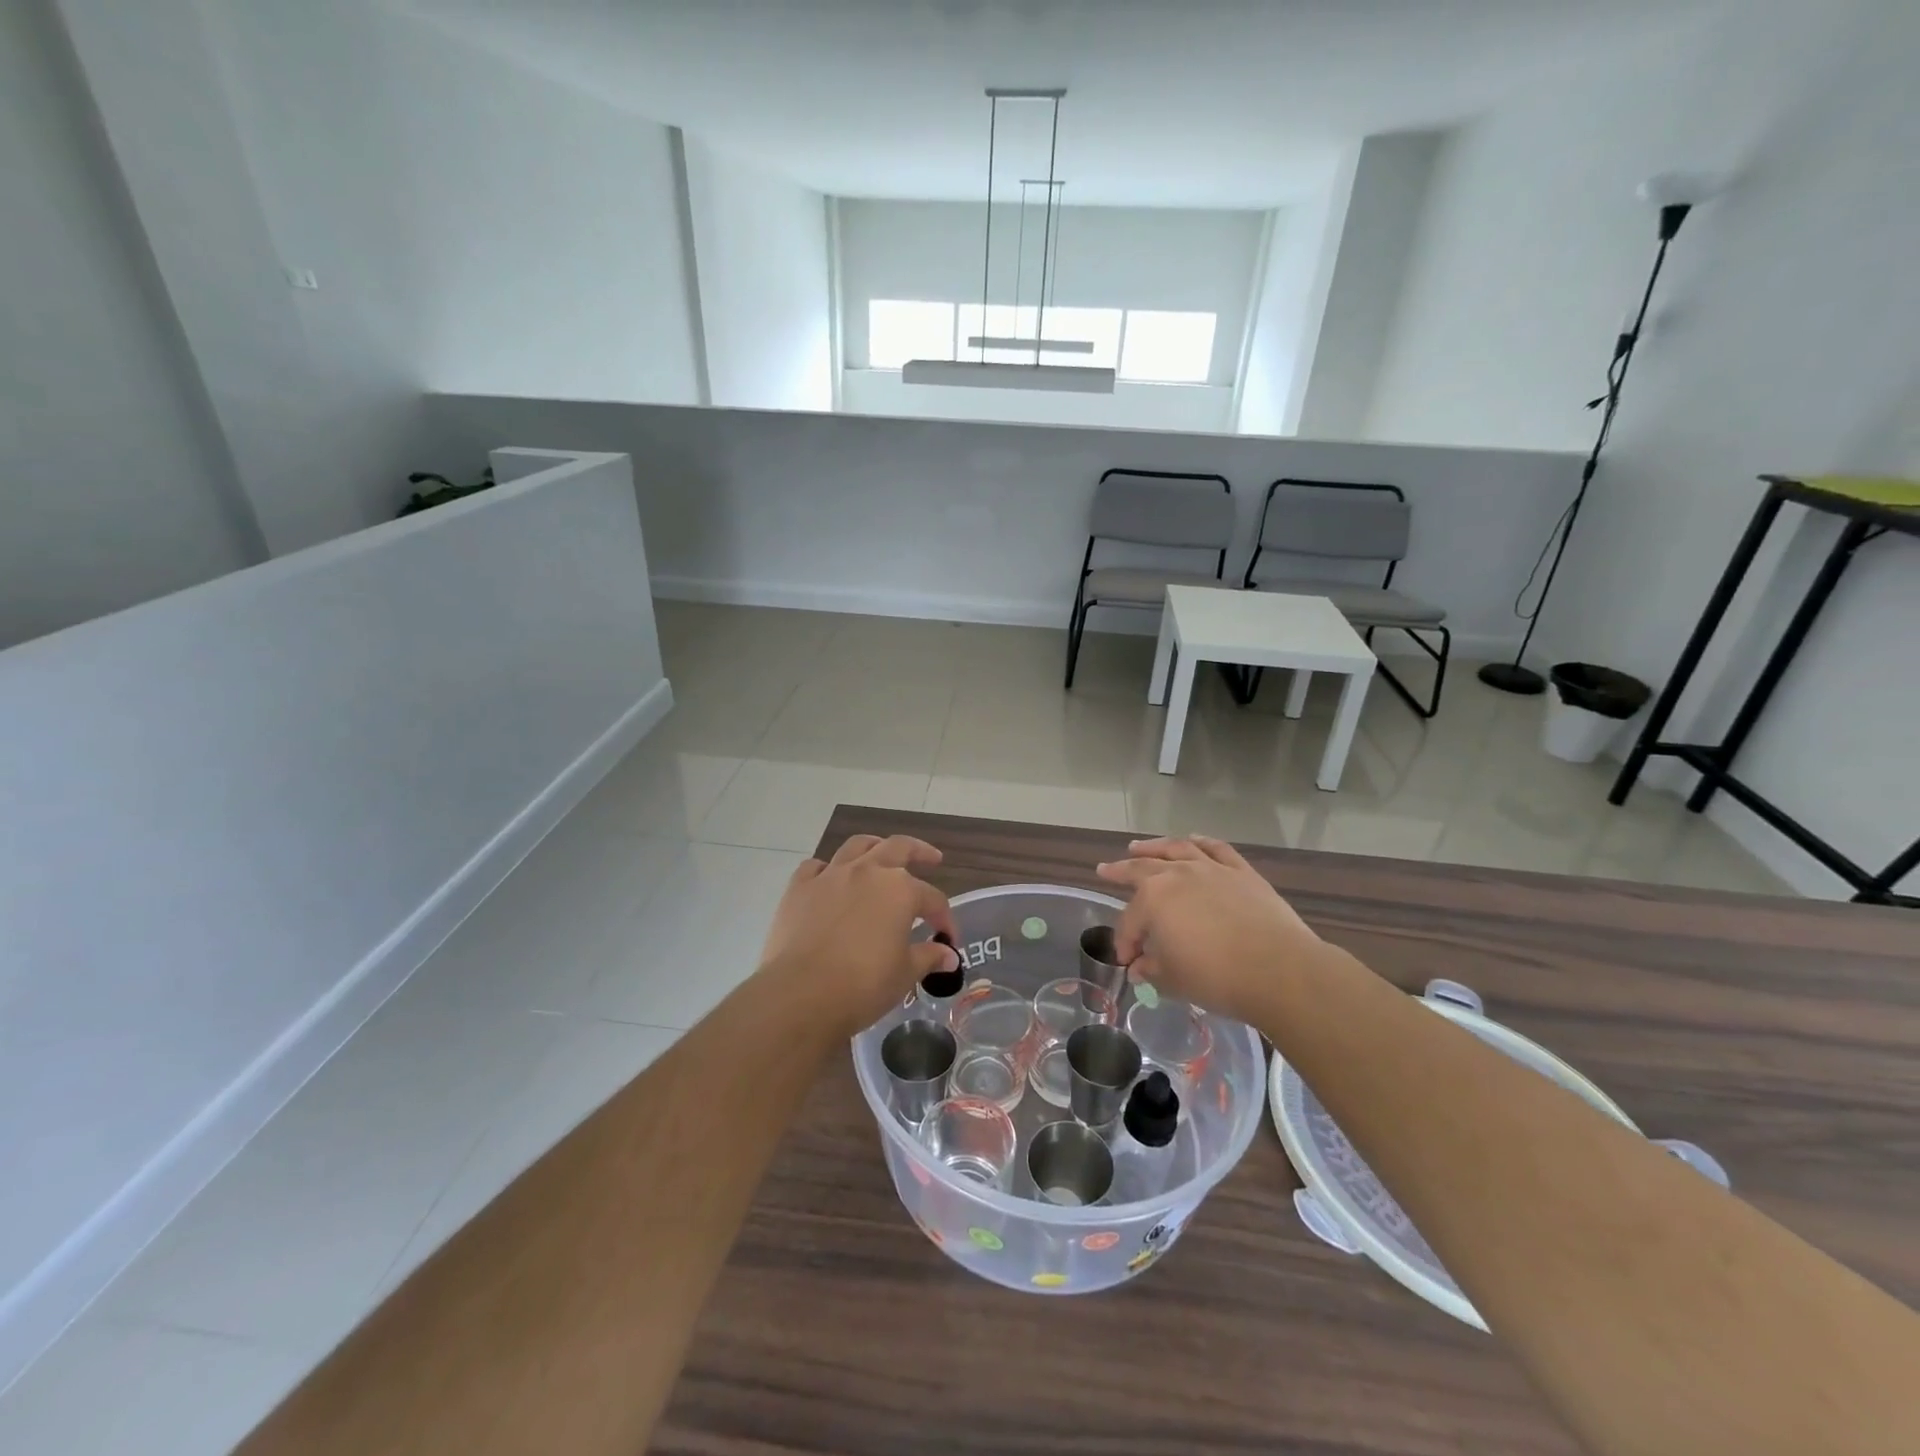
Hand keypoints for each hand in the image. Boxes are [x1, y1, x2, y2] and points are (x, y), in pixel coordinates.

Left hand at [758, 834, 960, 1037]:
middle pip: (899, 848)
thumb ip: (928, 957)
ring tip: (881, 853)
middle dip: (920, 852)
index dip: (944, 918)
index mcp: (900, 890)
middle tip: (932, 858)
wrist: (800, 994)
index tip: (948, 940)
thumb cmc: (863, 985)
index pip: (932, 898)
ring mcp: (831, 876)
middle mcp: (868, 872)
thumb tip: (948, 954)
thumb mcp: (905, 974)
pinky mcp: (799, 888)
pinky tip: (830, 880)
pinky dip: (827, 870)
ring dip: (874, 847)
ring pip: (857, 846)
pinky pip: (816, 867)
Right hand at [1096, 835, 1322, 1024]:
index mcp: (1154, 899)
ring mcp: (1211, 869)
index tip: (1128, 962)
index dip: (1125, 942)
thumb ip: (1151, 970)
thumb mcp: (1173, 980)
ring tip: (1138, 847)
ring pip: (1176, 849)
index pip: (1130, 920)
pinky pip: (1216, 849)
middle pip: (1142, 870)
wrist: (1280, 971)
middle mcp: (1178, 875)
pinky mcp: (1242, 872)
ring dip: (1154, 847)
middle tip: (1105, 869)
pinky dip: (1201, 842)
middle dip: (1120, 871)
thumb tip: (1139, 967)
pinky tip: (1193, 839)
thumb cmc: (1217, 977)